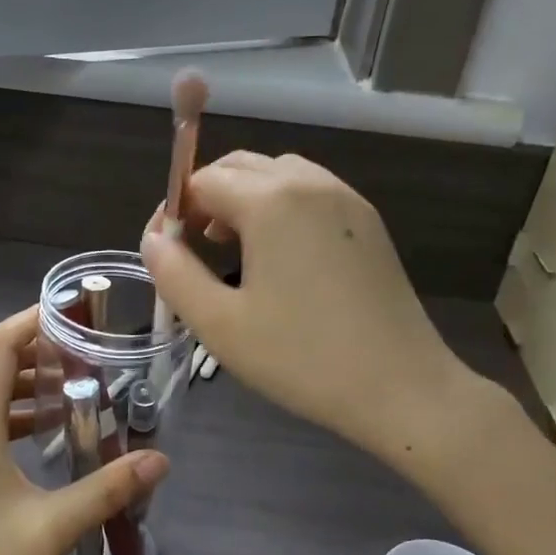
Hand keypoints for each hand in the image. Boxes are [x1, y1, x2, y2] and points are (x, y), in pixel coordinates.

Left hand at [0, 306, 168, 554]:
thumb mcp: (50, 527)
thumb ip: (106, 490)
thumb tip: (159, 460)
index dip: (32, 320)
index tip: (74, 311)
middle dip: (41, 348)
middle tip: (91, 349)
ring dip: (30, 381)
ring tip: (79, 384)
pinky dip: (18, 410)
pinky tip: (50, 432)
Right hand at [142, 153, 490, 460]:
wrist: (402, 387)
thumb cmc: (302, 358)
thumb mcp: (220, 323)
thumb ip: (173, 273)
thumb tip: (153, 239)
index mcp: (271, 200)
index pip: (203, 181)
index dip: (175, 211)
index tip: (167, 252)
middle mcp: (310, 183)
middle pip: (241, 167)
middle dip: (208, 198)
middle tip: (195, 248)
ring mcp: (346, 199)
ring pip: (278, 175)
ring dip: (245, 199)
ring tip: (234, 249)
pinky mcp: (368, 222)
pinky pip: (311, 193)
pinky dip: (282, 208)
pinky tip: (281, 258)